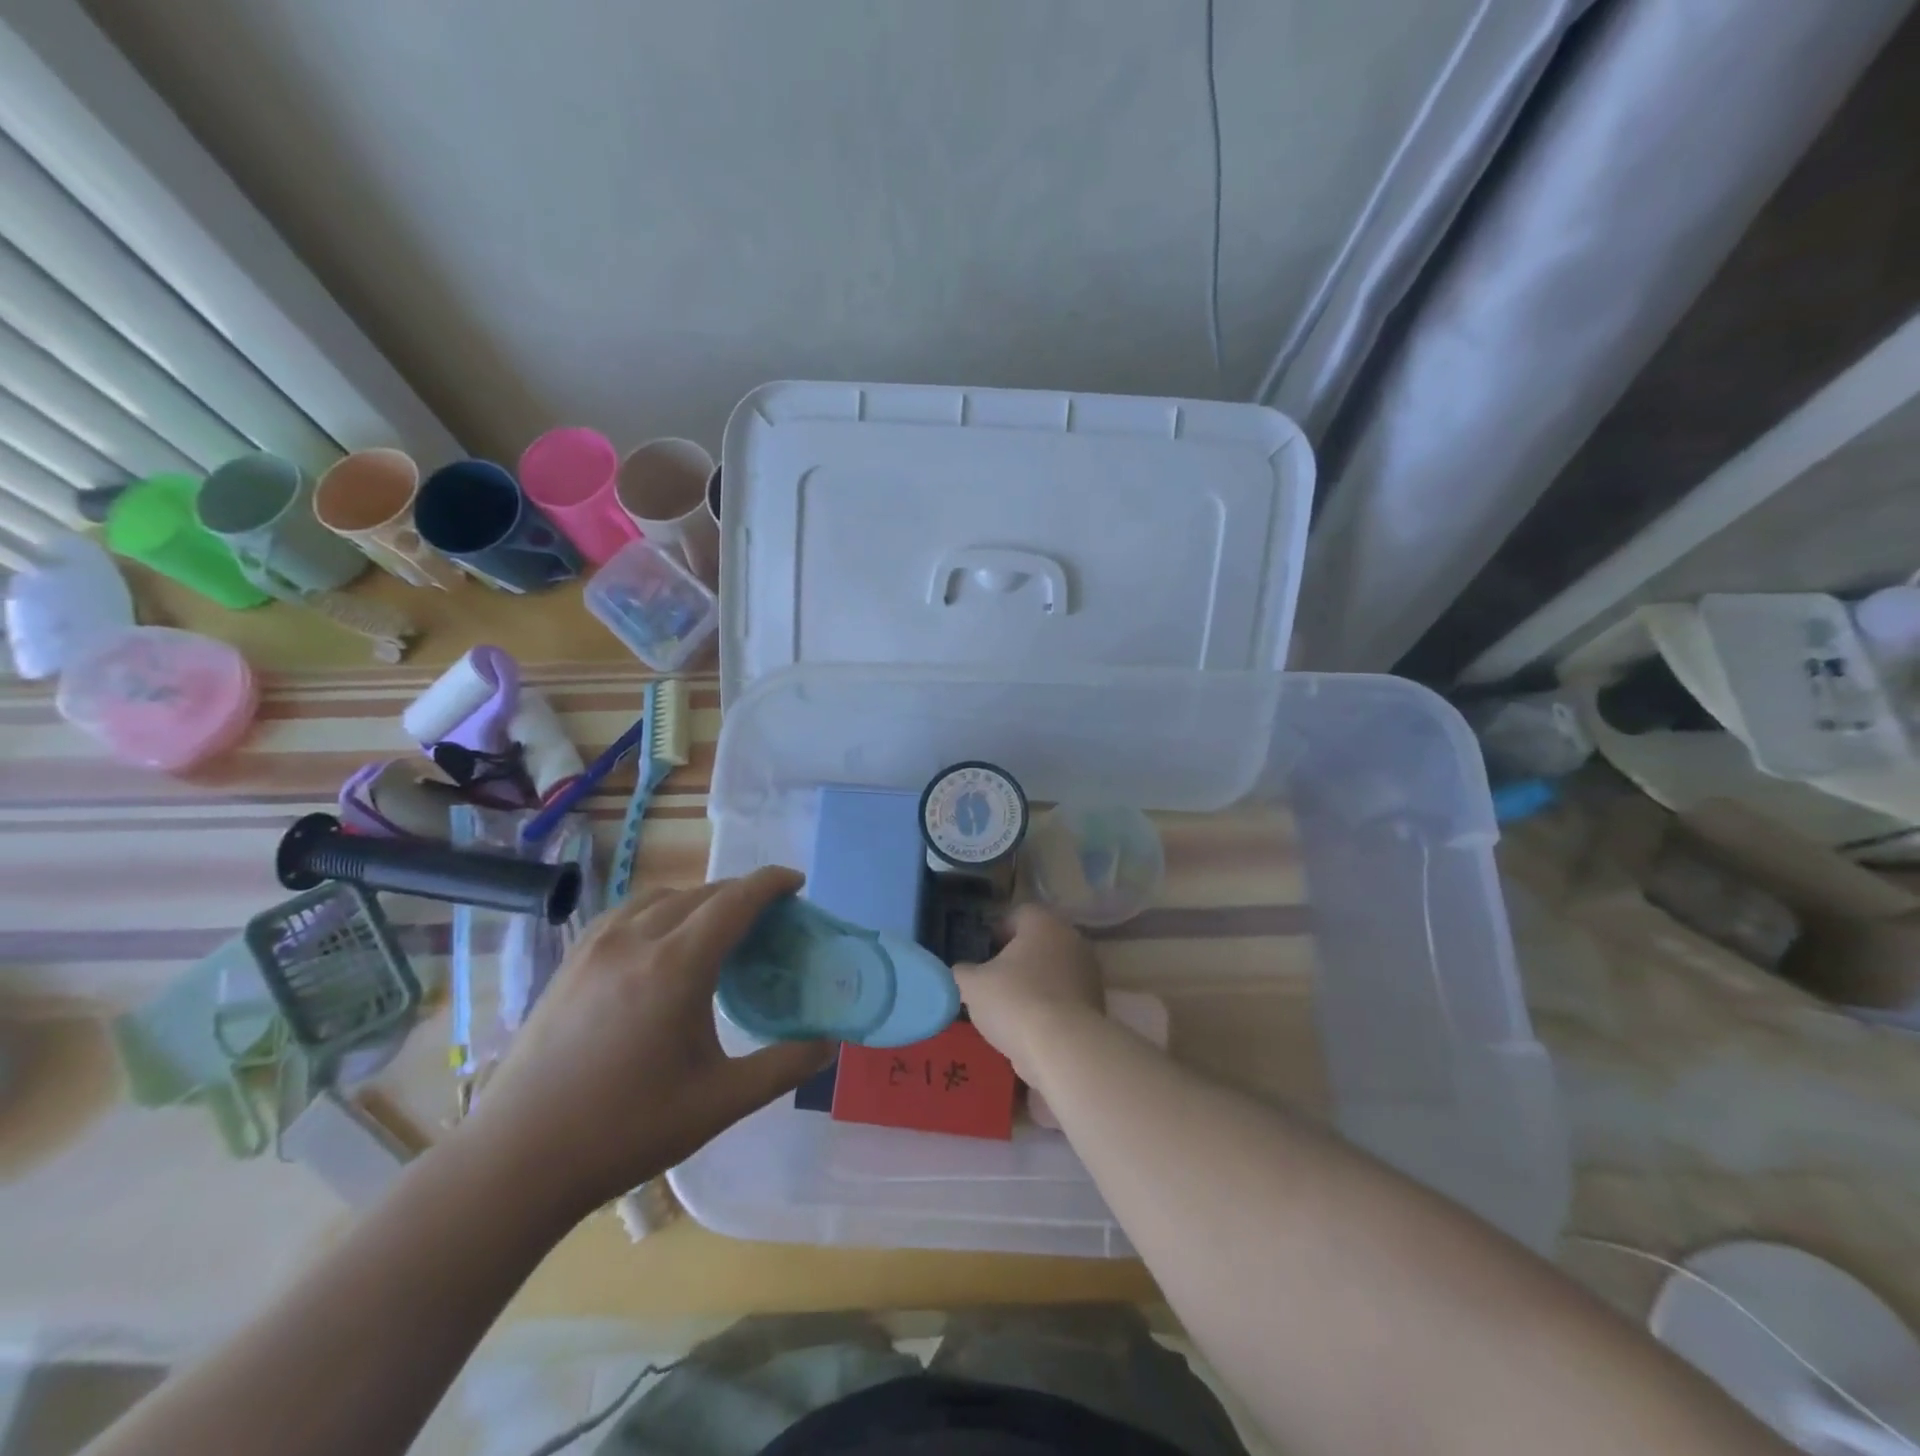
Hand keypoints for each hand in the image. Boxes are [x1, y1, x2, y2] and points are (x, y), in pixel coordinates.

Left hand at [460, 867, 832, 1218]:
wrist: (517, 1160)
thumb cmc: (627, 1129)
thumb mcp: (719, 1102)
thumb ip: (783, 1067)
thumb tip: (830, 1044)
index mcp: (676, 966)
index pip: (735, 900)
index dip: (770, 883)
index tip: (797, 883)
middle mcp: (636, 940)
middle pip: (701, 894)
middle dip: (740, 895)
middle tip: (768, 919)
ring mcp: (596, 947)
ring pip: (661, 897)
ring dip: (699, 900)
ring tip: (717, 929)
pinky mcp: (570, 962)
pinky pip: (627, 913)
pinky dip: (659, 910)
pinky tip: (661, 942)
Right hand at [951, 905, 1103, 1083]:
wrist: (1063, 1047)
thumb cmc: (1014, 1001)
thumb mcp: (973, 985)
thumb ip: (962, 972)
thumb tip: (961, 972)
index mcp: (1044, 923)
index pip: (1020, 914)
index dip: (1000, 930)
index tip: (985, 950)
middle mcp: (1072, 939)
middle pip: (1040, 941)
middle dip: (1018, 957)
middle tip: (995, 978)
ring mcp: (1088, 972)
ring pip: (1055, 970)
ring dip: (1036, 982)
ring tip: (1011, 1007)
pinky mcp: (1097, 1003)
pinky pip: (1066, 997)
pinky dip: (1050, 1006)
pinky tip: (1031, 1026)